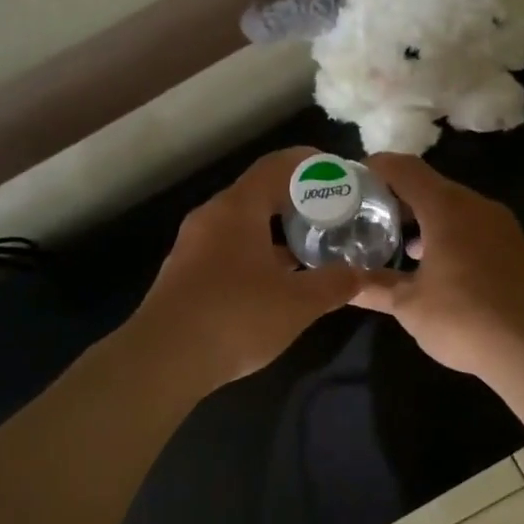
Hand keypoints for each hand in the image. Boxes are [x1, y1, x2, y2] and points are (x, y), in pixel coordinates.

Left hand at [130, 148, 362, 390]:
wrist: (162, 359)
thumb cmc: (235, 318)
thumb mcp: (296, 303)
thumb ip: (333, 284)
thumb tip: (360, 274)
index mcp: (237, 208)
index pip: (275, 167)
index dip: (308, 164)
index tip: (337, 174)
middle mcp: (211, 217)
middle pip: (258, 193)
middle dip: (296, 200)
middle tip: (331, 213)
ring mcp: (193, 245)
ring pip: (242, 223)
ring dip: (276, 230)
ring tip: (310, 246)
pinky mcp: (185, 273)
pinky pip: (228, 248)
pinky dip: (256, 251)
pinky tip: (276, 280)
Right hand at [353, 153, 523, 382]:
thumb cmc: (466, 319)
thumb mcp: (409, 305)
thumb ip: (374, 287)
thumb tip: (343, 284)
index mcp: (446, 207)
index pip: (403, 168)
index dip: (374, 168)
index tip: (349, 183)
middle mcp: (475, 205)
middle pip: (428, 184)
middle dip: (394, 197)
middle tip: (364, 216)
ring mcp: (500, 225)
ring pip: (451, 206)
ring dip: (421, 217)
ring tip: (392, 242)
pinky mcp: (515, 246)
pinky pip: (471, 225)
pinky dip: (445, 232)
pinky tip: (431, 264)